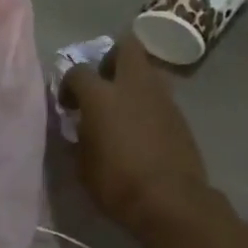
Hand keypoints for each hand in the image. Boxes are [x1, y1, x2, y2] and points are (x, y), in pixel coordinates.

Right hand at [59, 34, 211, 237]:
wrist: (170, 200)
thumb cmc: (116, 184)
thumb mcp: (82, 164)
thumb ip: (78, 136)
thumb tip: (78, 125)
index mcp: (101, 96)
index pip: (78, 71)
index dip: (68, 84)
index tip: (68, 105)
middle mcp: (133, 86)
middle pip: (126, 47)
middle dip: (111, 58)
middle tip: (102, 83)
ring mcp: (161, 97)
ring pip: (147, 69)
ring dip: (132, 80)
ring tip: (122, 107)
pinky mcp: (179, 114)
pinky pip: (159, 95)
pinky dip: (147, 103)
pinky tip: (140, 127)